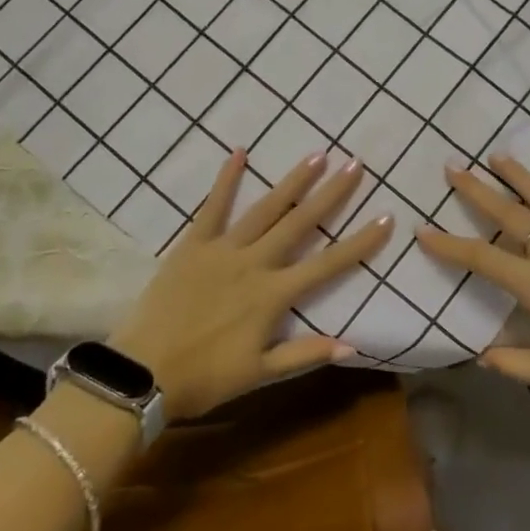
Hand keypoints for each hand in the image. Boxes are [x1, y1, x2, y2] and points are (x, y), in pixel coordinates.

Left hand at [109, 149, 392, 420]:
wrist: (143, 372)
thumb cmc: (205, 377)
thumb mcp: (259, 373)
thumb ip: (305, 354)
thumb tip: (353, 346)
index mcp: (274, 295)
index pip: (328, 265)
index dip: (360, 242)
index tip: (386, 218)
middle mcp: (255, 263)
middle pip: (300, 223)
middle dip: (331, 194)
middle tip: (354, 165)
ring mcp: (223, 250)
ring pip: (265, 209)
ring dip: (293, 182)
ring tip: (316, 155)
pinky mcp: (193, 244)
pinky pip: (213, 207)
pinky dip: (226, 180)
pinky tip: (239, 152)